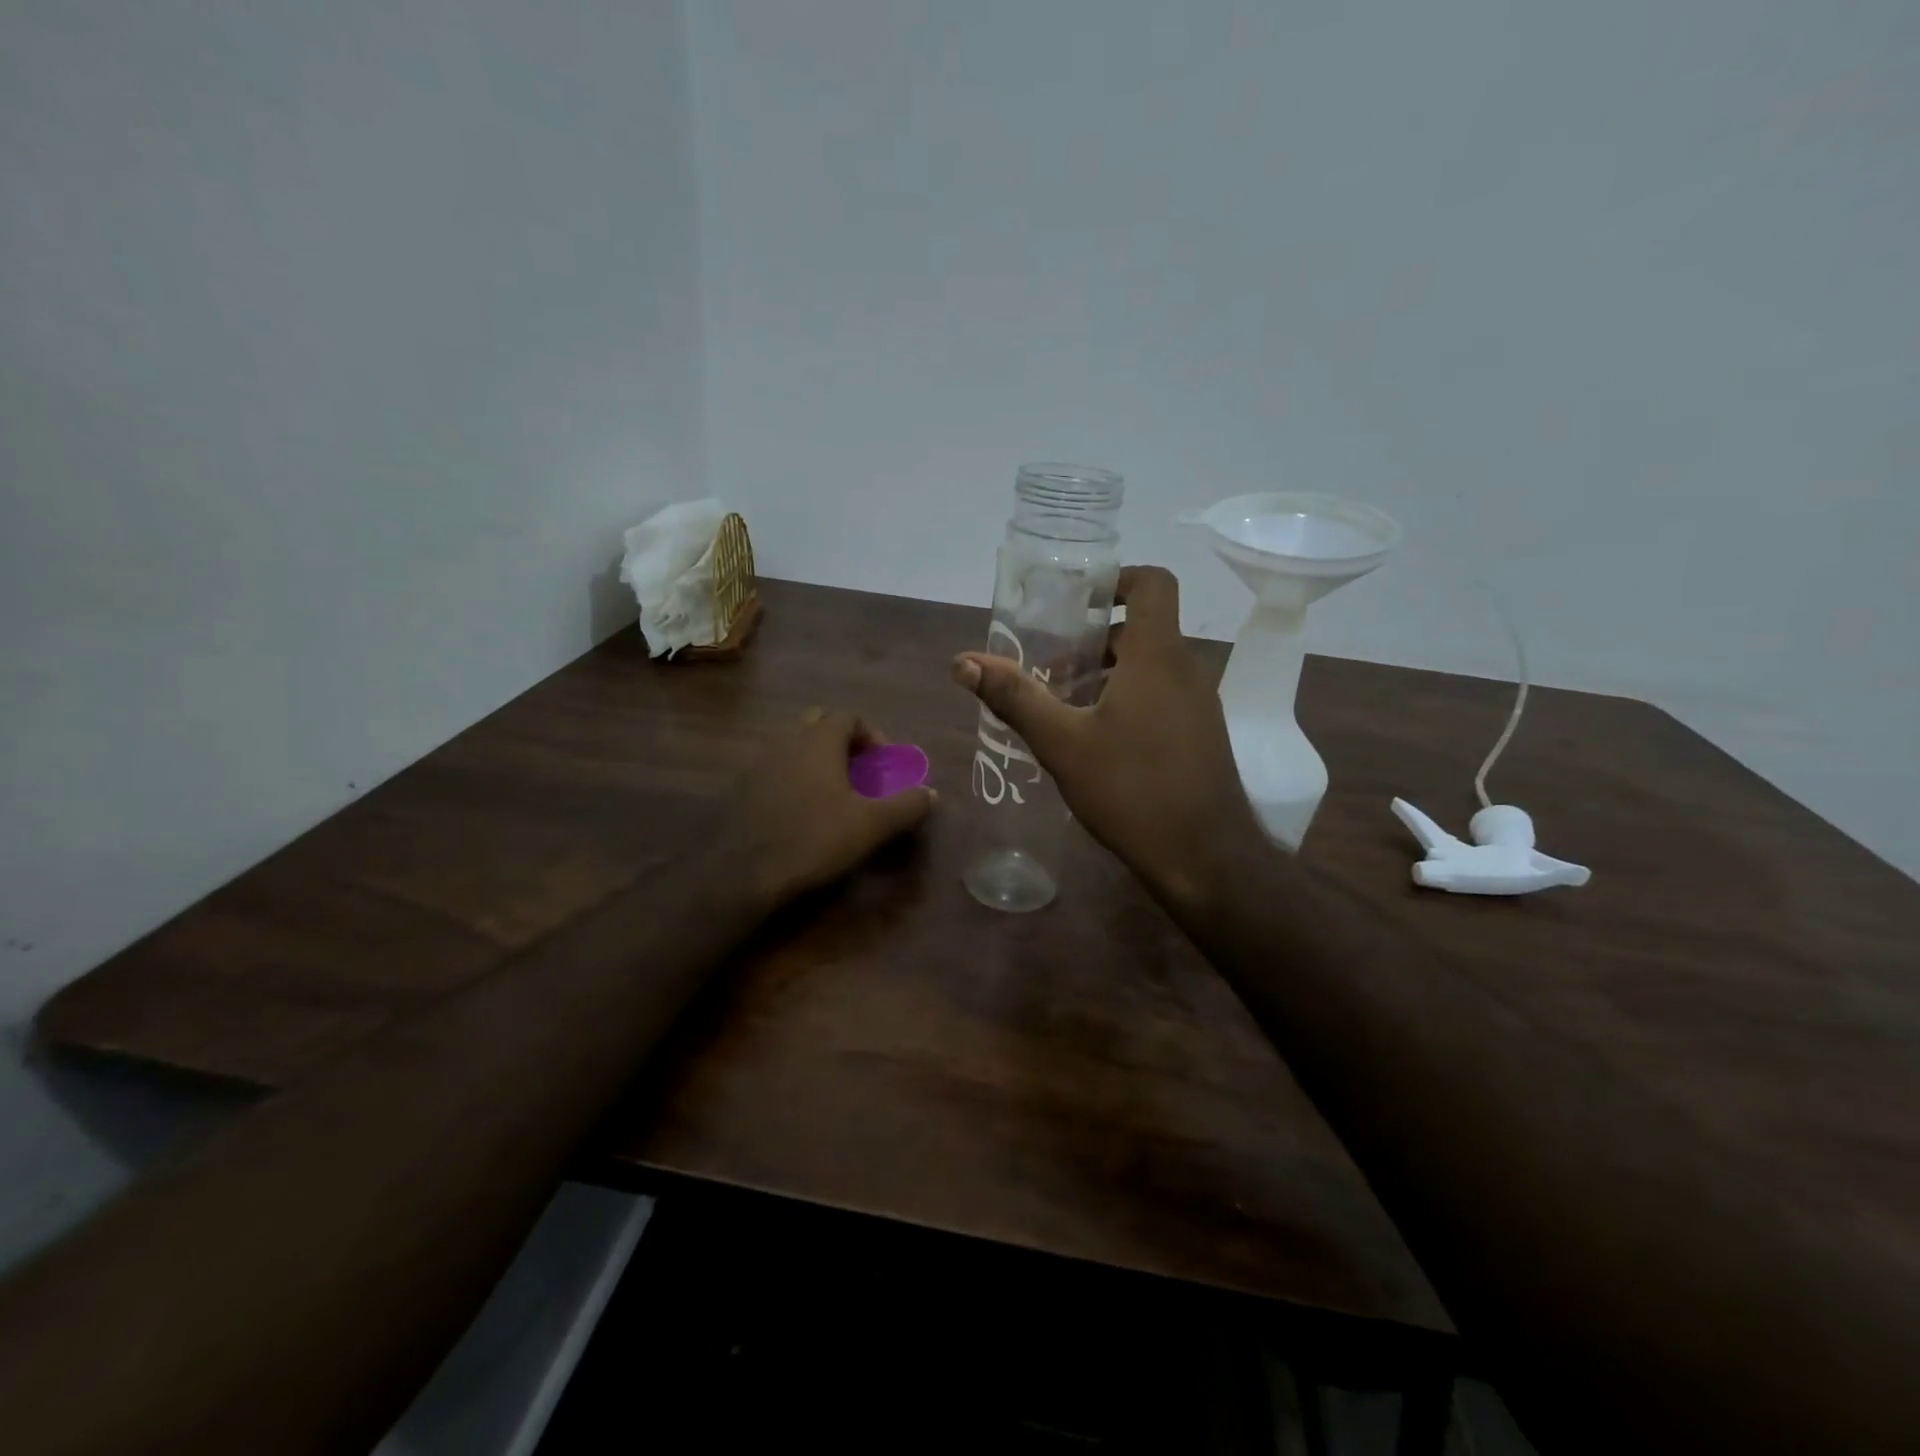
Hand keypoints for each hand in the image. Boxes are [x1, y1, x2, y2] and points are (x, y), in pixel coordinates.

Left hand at [720, 709, 935, 905]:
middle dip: (844, 743)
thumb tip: (930, 793)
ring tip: (833, 794)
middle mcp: (787, 739)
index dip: (873, 736)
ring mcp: (759, 761)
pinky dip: (794, 777)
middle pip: (819, 723)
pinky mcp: (741, 786)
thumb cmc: (813, 839)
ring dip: (817, 759)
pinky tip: (801, 811)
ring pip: (794, 744)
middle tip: (860, 774)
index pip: (850, 716)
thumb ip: (906, 805)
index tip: (885, 766)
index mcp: (819, 739)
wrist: (741, 871)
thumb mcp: (871, 825)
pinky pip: (775, 767)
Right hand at [951, 566, 1260, 904]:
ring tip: (1063, 707)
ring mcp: (1200, 705)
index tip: (1075, 604)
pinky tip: (1096, 741)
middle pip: (1142, 629)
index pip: (1153, 582)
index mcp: (1157, 656)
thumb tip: (962, 662)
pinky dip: (1128, 700)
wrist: (1205, 859)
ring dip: (1107, 674)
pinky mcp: (1201, 736)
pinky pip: (1162, 697)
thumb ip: (1014, 697)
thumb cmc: (1132, 789)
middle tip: (1050, 668)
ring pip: (1150, 667)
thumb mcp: (1062, 743)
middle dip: (1093, 640)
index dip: (1116, 579)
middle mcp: (1186, 670)